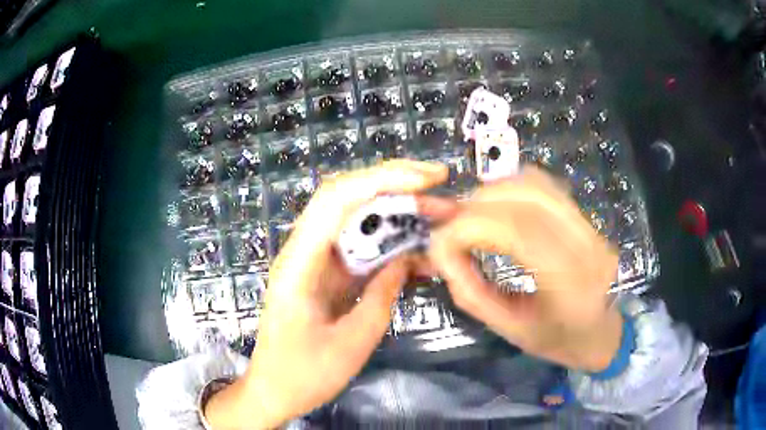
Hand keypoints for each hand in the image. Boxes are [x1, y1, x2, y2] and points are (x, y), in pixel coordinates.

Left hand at [204, 160, 447, 429]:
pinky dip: (390, 243)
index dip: (382, 180)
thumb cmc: (304, 376)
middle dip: (394, 186)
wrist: (273, 391)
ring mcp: (314, 262)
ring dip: (396, 214)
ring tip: (438, 217)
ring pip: (356, 221)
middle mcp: (303, 252)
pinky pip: (360, 248)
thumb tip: (408, 259)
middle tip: (440, 187)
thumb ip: (382, 296)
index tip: (427, 180)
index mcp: (299, 264)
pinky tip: (418, 251)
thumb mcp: (351, 344)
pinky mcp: (325, 275)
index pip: (336, 200)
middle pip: (346, 198)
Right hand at [429, 167, 622, 371]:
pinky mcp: (585, 216)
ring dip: (493, 192)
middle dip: (476, 205)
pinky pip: (544, 185)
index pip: (517, 230)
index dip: (469, 227)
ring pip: (535, 183)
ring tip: (472, 216)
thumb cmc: (560, 341)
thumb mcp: (510, 330)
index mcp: (570, 284)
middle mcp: (584, 244)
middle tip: (452, 227)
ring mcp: (589, 225)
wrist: (603, 331)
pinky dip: (512, 188)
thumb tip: (442, 253)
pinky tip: (498, 208)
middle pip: (525, 197)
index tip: (442, 241)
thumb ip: (471, 292)